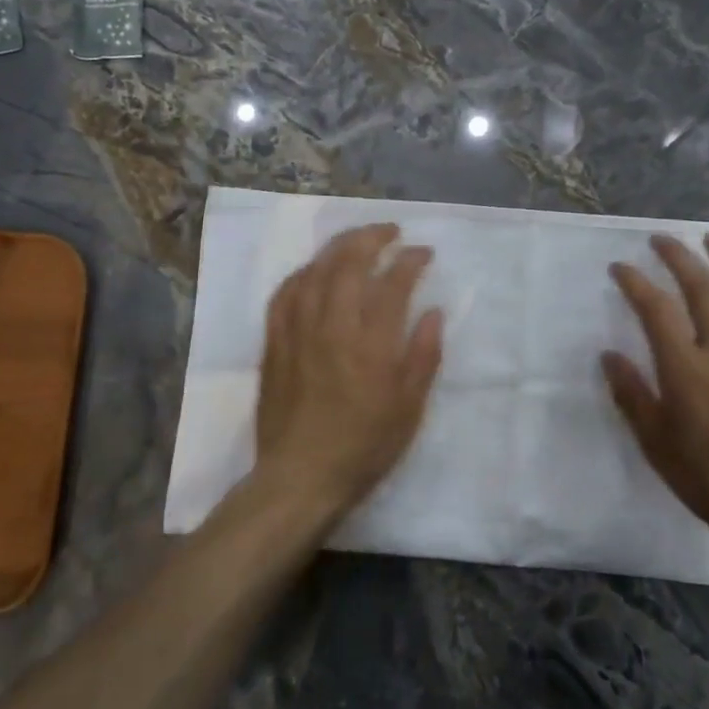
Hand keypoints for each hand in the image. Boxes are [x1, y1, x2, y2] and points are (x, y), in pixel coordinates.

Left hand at [254, 223, 444, 516]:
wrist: (300, 477)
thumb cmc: (364, 447)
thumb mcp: (409, 409)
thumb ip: (423, 356)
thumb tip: (433, 311)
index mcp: (372, 344)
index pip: (393, 283)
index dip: (410, 259)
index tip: (423, 252)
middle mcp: (333, 327)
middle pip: (349, 263)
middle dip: (372, 237)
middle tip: (390, 231)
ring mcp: (298, 332)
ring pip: (314, 271)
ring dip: (337, 247)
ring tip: (355, 239)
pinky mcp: (274, 343)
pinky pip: (284, 294)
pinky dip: (301, 273)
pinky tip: (312, 270)